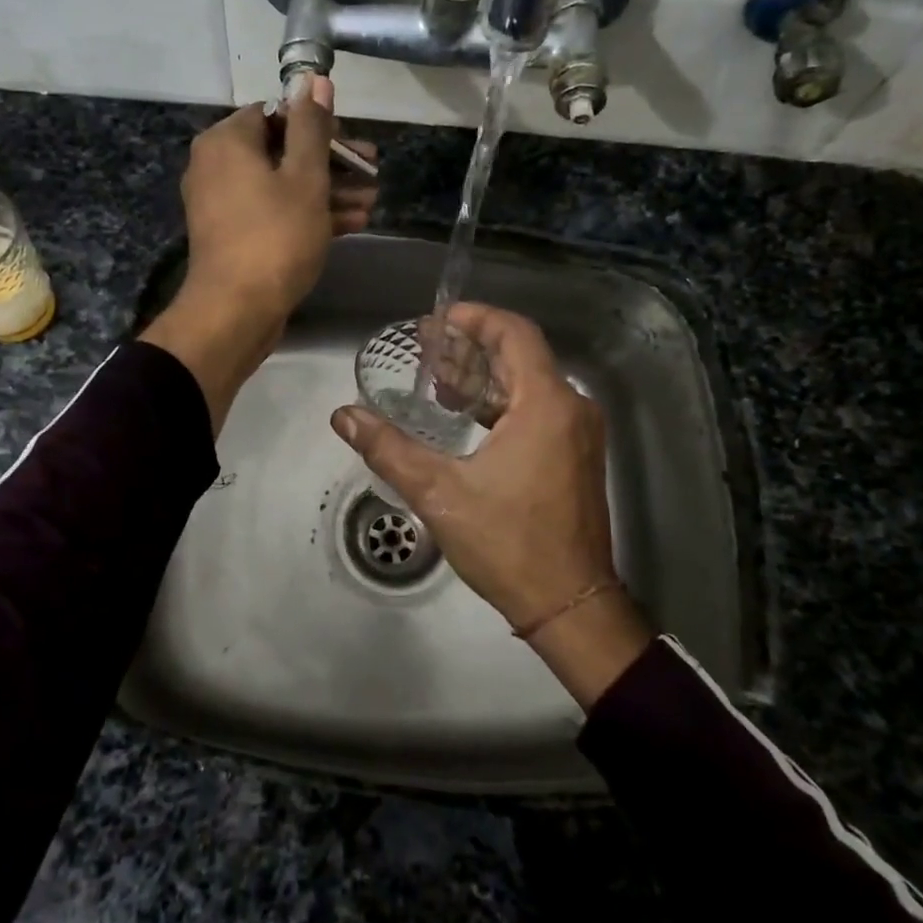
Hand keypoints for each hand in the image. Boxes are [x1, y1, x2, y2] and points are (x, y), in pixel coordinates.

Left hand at [141, 75, 377, 430]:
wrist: (236, 311)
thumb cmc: (275, 236)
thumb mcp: (305, 177)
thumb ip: (312, 126)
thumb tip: (314, 78)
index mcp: (228, 141)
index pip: (277, 113)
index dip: (320, 125)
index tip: (353, 145)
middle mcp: (217, 165)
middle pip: (283, 150)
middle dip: (332, 163)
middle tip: (372, 173)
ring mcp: (224, 203)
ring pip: (282, 184)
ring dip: (328, 191)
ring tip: (372, 201)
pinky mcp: (234, 234)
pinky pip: (274, 211)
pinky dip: (308, 213)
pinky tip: (352, 223)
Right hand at [330, 304, 653, 706]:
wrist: (570, 604)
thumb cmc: (509, 543)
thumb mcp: (440, 493)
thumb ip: (389, 449)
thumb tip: (344, 416)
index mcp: (547, 405)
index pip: (515, 334)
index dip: (476, 318)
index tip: (438, 319)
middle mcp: (571, 409)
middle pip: (520, 356)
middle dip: (472, 347)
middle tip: (426, 348)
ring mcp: (578, 434)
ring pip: (529, 385)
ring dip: (484, 377)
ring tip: (437, 379)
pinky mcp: (576, 457)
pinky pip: (537, 410)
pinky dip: (501, 404)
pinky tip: (465, 416)